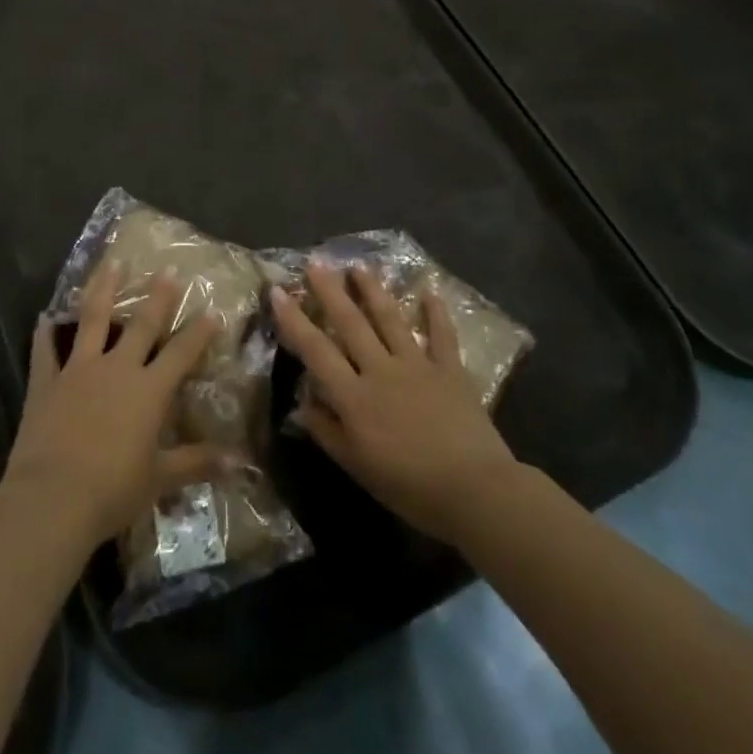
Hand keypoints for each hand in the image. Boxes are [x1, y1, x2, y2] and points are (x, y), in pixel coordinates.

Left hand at [4, 260, 224, 553]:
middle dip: (158, 297)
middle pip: (142, 324)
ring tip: (112, 263)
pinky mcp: (46, 381)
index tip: (214, 311)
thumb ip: (197, 463)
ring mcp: (79, 370)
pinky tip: (44, 317)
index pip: (182, 353)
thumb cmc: (112, 490)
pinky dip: (44, 333)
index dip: (199, 332)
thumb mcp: (160, 479)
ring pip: (94, 319)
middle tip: (168, 270)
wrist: (52, 498)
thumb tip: (240, 461)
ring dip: (104, 289)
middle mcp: (117, 369)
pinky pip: (45, 350)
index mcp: (149, 390)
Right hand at [272, 261, 521, 546]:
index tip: (278, 291)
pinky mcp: (450, 369)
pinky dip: (436, 312)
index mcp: (354, 396)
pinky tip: (430, 290)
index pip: (316, 350)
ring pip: (390, 319)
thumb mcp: (357, 467)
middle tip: (316, 262)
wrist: (474, 491)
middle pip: (351, 323)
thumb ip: (327, 432)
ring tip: (359, 266)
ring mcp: (418, 365)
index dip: (294, 320)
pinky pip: (441, 334)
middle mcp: (381, 370)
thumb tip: (301, 403)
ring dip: (373, 290)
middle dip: (330, 291)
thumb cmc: (409, 486)